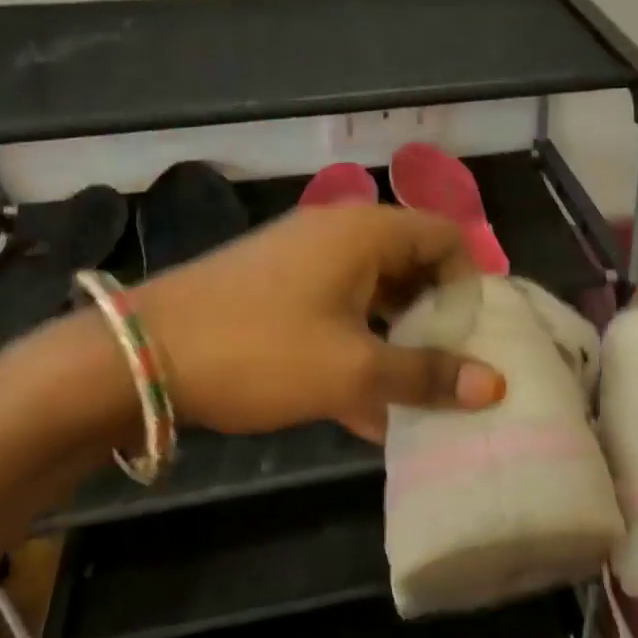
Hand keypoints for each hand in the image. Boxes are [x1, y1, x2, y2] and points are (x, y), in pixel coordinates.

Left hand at [131, 206, 505, 442]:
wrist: (141, 357)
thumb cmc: (261, 350)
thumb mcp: (352, 369)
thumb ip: (426, 375)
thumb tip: (496, 386)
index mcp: (365, 232)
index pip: (445, 236)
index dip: (470, 282)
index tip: (476, 335)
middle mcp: (338, 233)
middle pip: (412, 264)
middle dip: (435, 317)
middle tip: (453, 368)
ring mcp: (303, 260)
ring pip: (373, 293)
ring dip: (397, 339)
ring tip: (414, 394)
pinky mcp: (276, 288)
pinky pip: (337, 310)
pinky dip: (358, 346)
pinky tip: (364, 405)